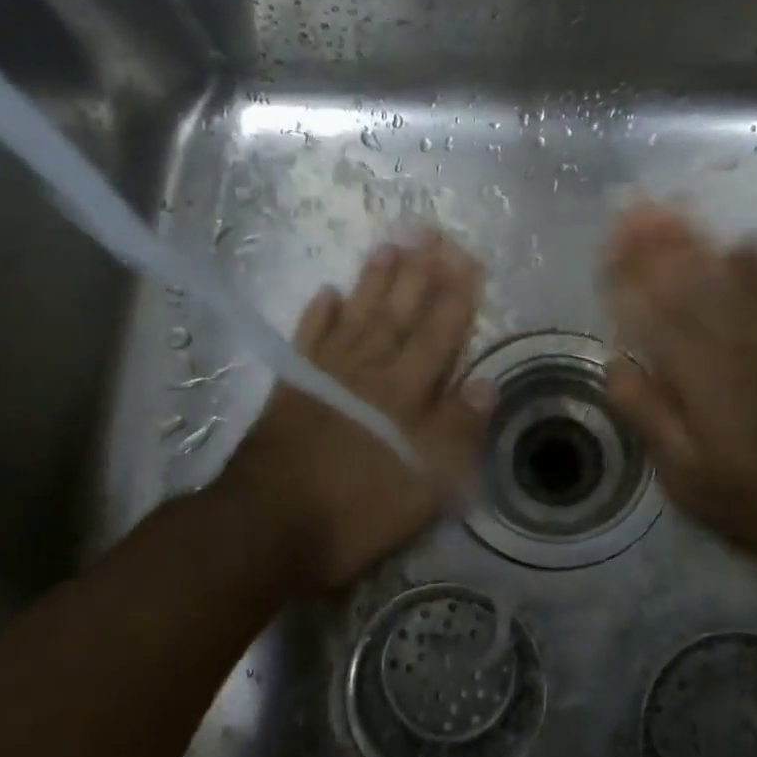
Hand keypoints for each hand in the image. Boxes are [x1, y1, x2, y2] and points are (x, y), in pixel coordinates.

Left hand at [226, 232, 492, 593]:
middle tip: (431, 232)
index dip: (456, 298)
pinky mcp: (292, 387)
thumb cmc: (357, 510)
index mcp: (405, 394)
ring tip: (388, 246)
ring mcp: (326, 375)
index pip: (439, 335)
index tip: (469, 261)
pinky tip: (326, 291)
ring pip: (357, 316)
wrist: (270, 524)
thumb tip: (486, 383)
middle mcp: (369, 372)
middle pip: (399, 314)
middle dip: (419, 273)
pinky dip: (317, 315)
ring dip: (374, 281)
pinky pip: (308, 340)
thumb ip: (456, 432)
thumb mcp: (424, 486)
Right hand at [601, 203, 756, 567]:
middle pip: (687, 280)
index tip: (606, 248)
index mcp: (697, 373)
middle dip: (654, 242)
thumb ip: (650, 416)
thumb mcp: (690, 478)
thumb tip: (615, 364)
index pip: (651, 310)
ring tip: (671, 208)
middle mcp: (734, 339)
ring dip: (697, 239)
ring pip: (730, 274)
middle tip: (631, 208)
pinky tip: (746, 241)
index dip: (626, 276)